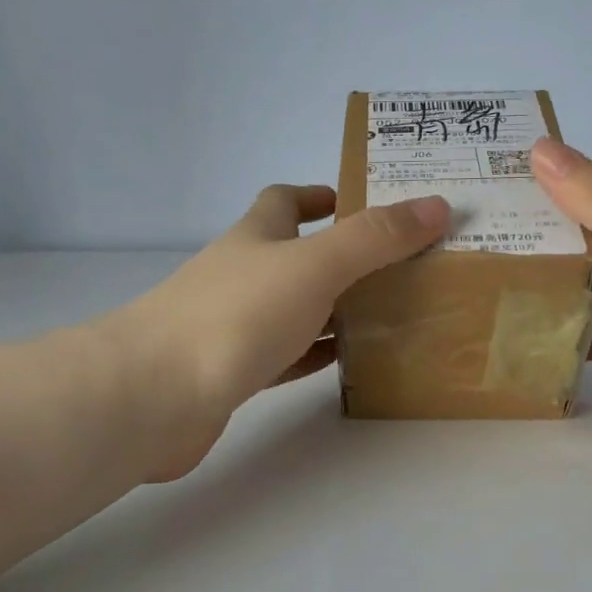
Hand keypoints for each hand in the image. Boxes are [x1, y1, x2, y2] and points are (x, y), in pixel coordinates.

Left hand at [109, 184, 448, 479]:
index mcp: (256, 237)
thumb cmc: (235, 316)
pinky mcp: (232, 372)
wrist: (155, 395)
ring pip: (293, 308)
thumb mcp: (314, 266)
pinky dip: (314, 353)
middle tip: (398, 265)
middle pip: (294, 255)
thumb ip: (374, 238)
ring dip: (332, 307)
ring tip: (388, 312)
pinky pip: (284, 355)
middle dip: (340, 255)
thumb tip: (436, 205)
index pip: (283, 201)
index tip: (358, 202)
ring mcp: (233, 325)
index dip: (318, 195)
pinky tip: (345, 360)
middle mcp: (242, 275)